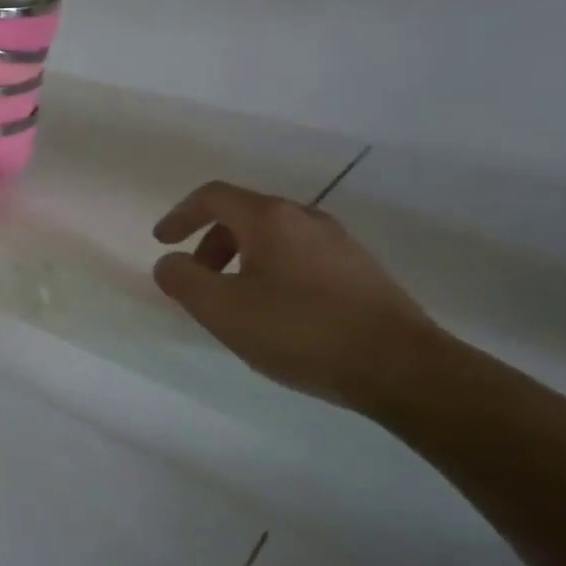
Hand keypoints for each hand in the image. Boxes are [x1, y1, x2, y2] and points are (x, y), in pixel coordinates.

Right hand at [152, 181, 446, 412]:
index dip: (180, 215)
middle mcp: (305, 218)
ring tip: (236, 303)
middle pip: (243, 215)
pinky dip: (272, 272)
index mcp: (269, 218)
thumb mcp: (222, 309)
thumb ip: (182, 280)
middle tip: (198, 280)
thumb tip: (170, 263)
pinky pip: (300, 257)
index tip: (162, 242)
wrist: (403, 368)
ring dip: (240, 260)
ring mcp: (339, 243)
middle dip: (210, 243)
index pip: (213, 196)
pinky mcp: (361, 271)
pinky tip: (277, 314)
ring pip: (273, 238)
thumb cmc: (300, 331)